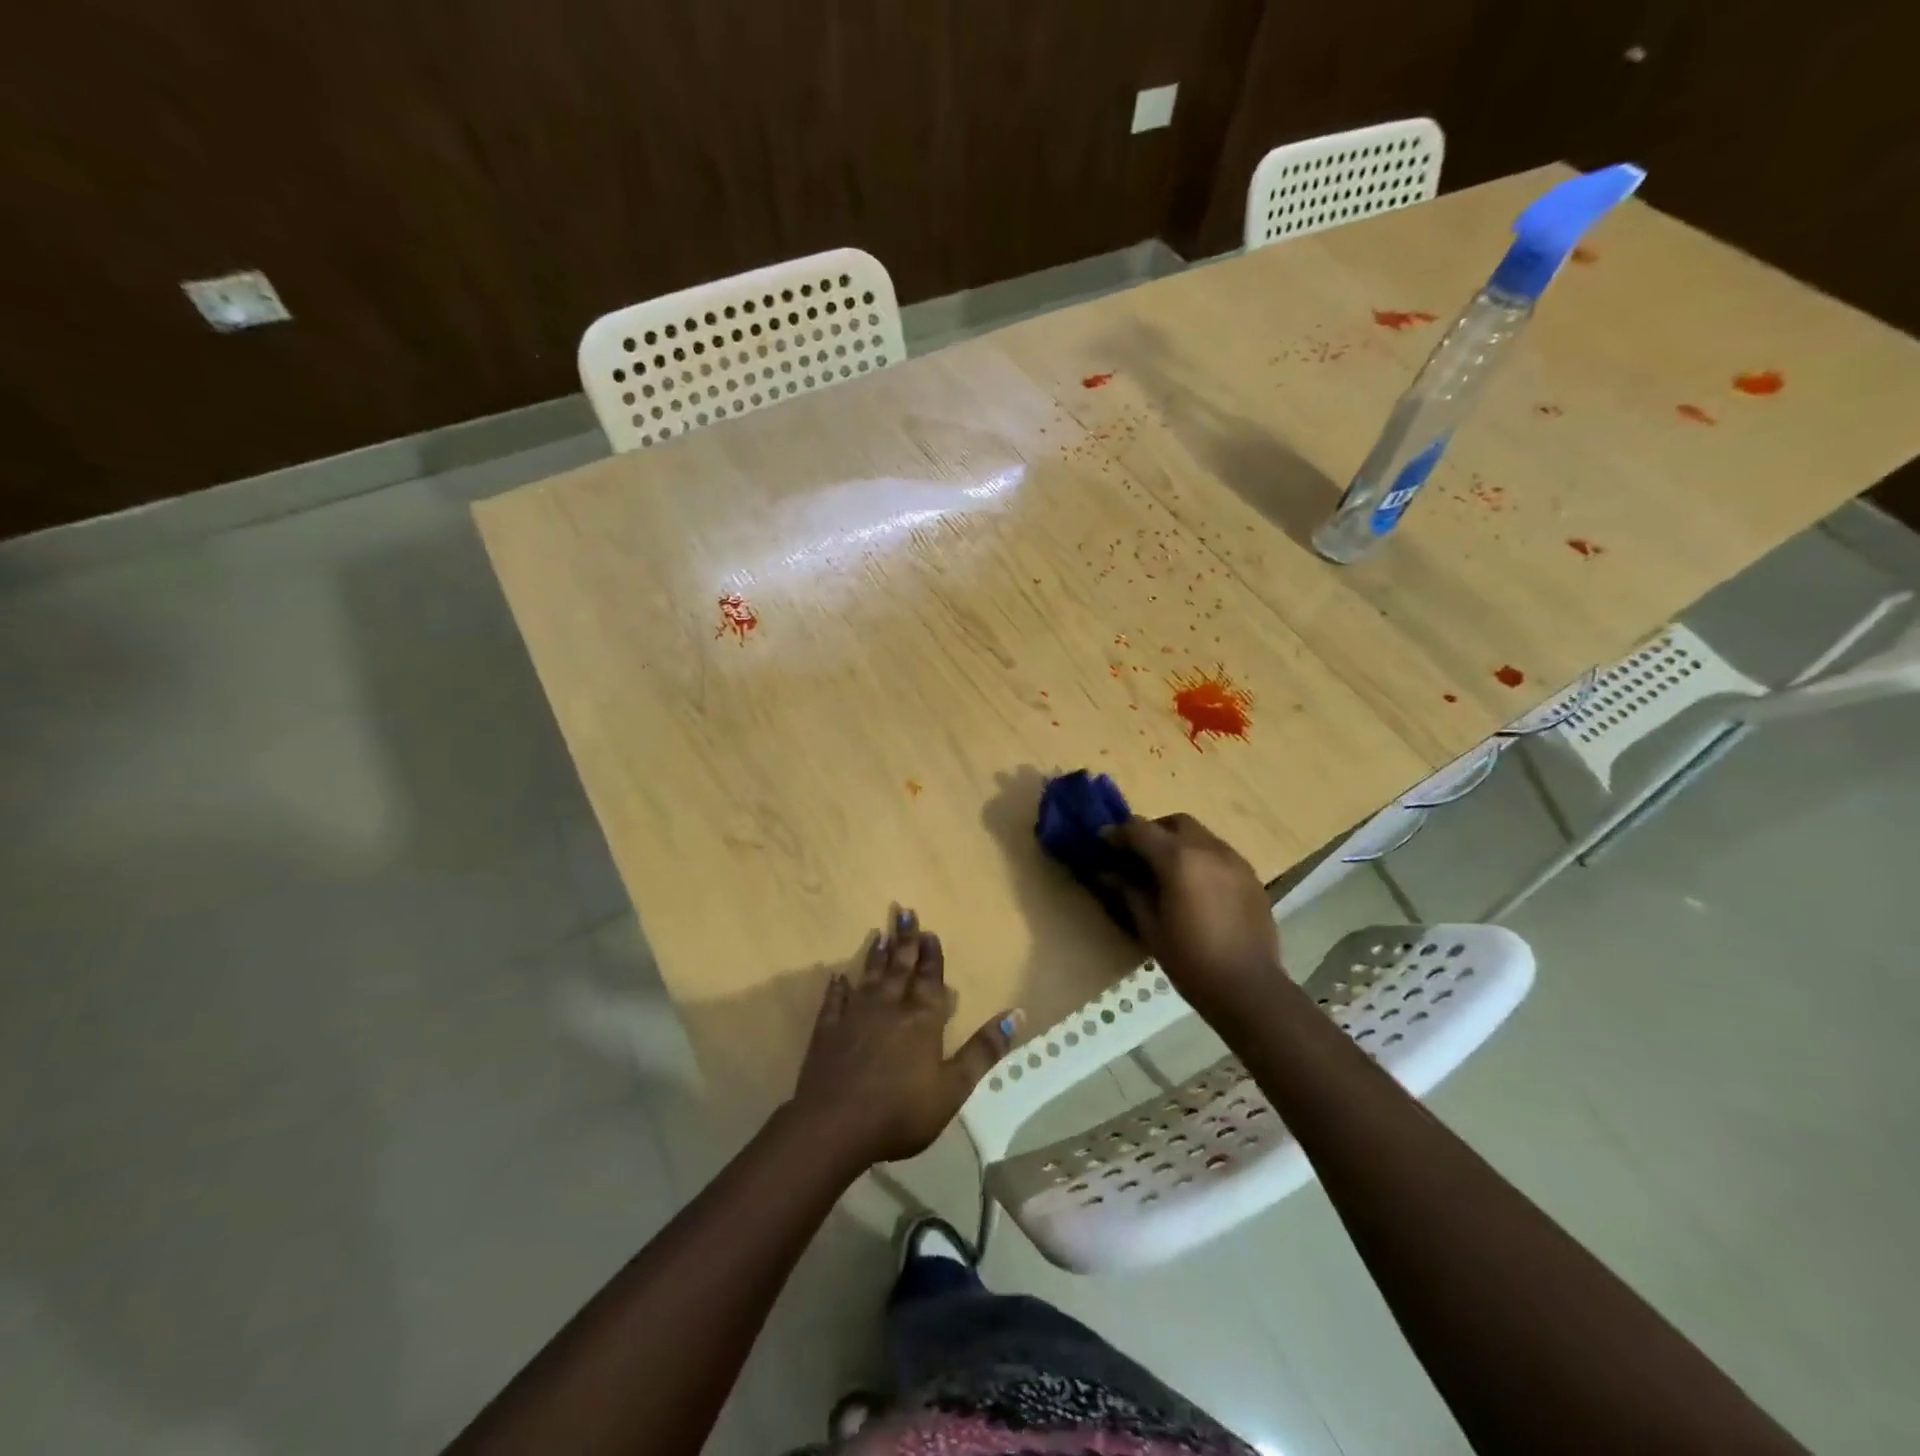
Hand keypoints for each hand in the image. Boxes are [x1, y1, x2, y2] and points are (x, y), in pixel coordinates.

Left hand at [790, 907, 1015, 1168]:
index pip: (930, 979)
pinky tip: (838, 977)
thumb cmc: (901, 1110)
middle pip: (900, 967)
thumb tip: (1016, 1014)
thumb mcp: (954, 1087)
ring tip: (878, 934)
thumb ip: (983, 1050)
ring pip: (869, 977)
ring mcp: (855, 1016)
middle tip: (904, 912)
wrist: (835, 1125)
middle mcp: (890, 1007)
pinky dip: (838, 988)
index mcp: (922, 1019)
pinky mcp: (828, 1030)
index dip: (932, 955)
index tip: (930, 931)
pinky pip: (834, 1001)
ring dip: (875, 956)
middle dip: (905, 940)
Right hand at [1103, 814, 1286, 1024]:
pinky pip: (1219, 854)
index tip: (1103, 842)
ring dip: (1179, 843)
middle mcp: (1208, 849)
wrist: (1249, 988)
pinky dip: (1201, 859)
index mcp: (1179, 859)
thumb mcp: (1150, 927)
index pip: (1141, 830)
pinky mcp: (1251, 877)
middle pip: (1175, 823)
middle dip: (1153, 831)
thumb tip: (1108, 873)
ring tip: (1167, 872)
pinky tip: (1195, 887)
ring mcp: (1235, 861)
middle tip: (1137, 854)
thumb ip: (1129, 892)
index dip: (1118, 833)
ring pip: (1201, 836)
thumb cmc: (1191, 960)